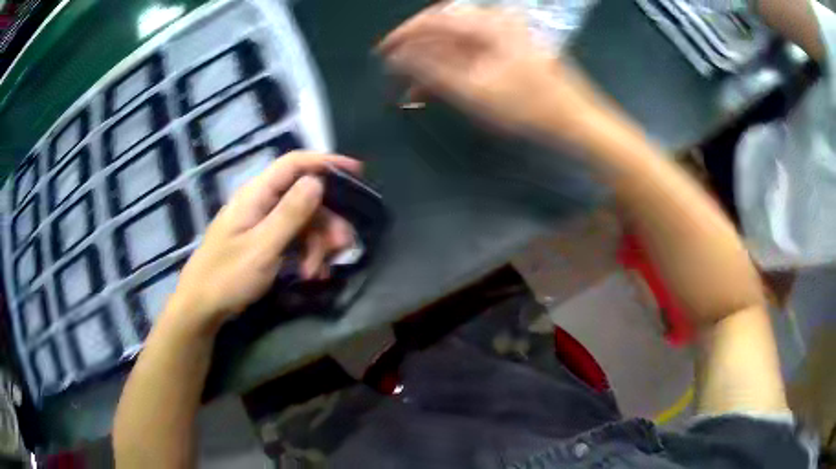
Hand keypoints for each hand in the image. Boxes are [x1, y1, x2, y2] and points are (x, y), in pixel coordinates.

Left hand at [166, 151, 362, 331]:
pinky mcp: (264, 242)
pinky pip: (294, 239)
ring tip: (318, 272)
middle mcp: (261, 203)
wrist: (201, 307)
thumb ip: (290, 213)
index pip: (294, 164)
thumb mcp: (262, 248)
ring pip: (303, 221)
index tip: (357, 171)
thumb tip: (317, 180)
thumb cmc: (226, 276)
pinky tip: (311, 274)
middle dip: (327, 221)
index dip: (326, 162)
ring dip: (317, 245)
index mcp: (256, 194)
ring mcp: (263, 223)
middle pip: (305, 197)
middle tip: (343, 246)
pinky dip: (306, 254)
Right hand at [380, 6, 602, 138]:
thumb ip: (433, 70)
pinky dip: (452, 66)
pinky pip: (471, 50)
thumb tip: (399, 56)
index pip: (433, 19)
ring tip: (413, 88)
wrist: (575, 119)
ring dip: (432, 61)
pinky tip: (439, 86)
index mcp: (488, 24)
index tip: (381, 52)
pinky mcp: (509, 48)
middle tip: (396, 71)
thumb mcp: (475, 91)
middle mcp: (495, 21)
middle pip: (443, 26)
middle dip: (416, 49)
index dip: (403, 34)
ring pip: (455, 41)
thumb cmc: (529, 107)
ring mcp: (504, 34)